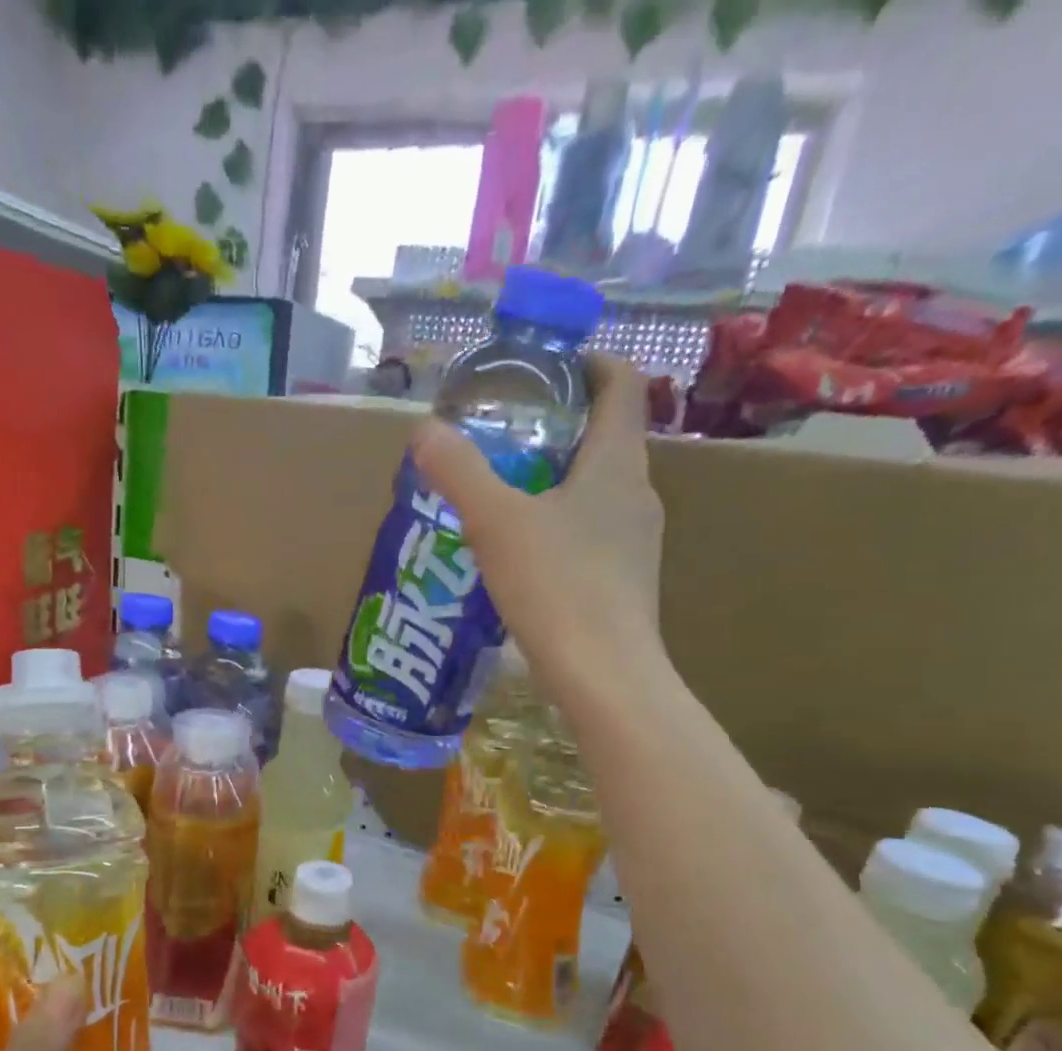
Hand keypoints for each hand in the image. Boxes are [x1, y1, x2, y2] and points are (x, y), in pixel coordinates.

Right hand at [414, 354, 665, 689]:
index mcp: (616, 464)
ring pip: (598, 490)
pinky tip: (523, 554)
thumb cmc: (557, 587)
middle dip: (561, 426)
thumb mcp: (496, 523)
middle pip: (607, 438)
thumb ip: (460, 473)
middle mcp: (638, 494)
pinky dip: (561, 525)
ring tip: (505, 493)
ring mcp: (637, 541)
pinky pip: (593, 533)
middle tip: (506, 434)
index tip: (549, 366)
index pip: (623, 386)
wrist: (604, 675)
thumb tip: (424, 429)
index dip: (592, 363)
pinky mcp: (625, 581)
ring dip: (559, 480)